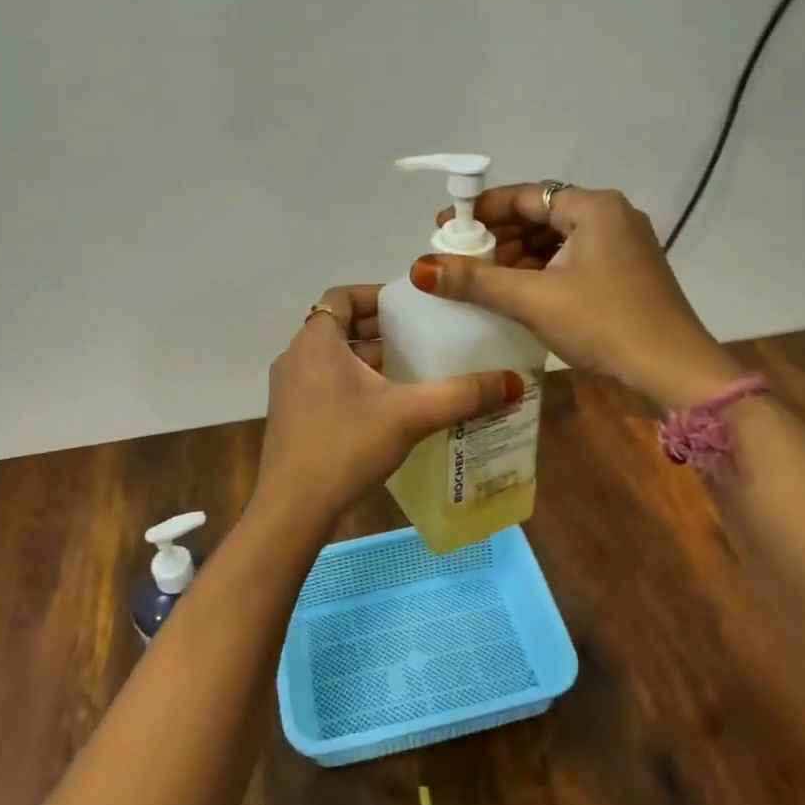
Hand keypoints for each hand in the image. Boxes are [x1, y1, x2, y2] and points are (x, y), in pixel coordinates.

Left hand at [254, 284, 524, 529]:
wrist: (293, 509)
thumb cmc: (346, 446)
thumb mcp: (410, 415)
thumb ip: (462, 395)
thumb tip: (514, 382)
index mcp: (316, 340)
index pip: (343, 296)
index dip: (377, 295)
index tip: (412, 307)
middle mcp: (297, 356)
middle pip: (341, 327)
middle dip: (382, 330)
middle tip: (423, 338)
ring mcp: (290, 389)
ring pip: (334, 358)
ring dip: (370, 360)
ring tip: (414, 371)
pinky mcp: (292, 417)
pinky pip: (327, 384)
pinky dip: (356, 384)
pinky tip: (389, 408)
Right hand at [413, 184, 742, 409]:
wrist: (675, 373)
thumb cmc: (604, 325)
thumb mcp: (533, 299)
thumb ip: (475, 280)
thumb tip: (421, 267)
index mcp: (593, 207)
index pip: (524, 196)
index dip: (480, 210)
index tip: (445, 227)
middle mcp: (611, 216)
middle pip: (540, 215)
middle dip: (498, 236)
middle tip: (460, 258)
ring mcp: (624, 245)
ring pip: (557, 240)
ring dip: (519, 256)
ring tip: (482, 279)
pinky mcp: (627, 273)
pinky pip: (573, 260)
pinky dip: (543, 271)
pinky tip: (518, 293)